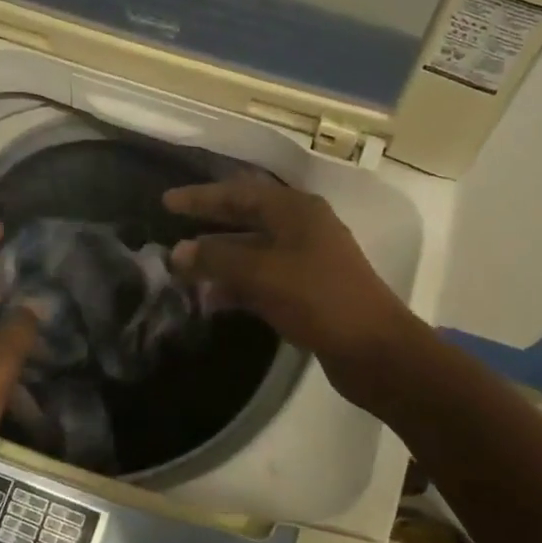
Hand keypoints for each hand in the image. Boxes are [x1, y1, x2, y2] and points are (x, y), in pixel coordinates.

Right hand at [163, 176, 420, 403]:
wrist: (374, 349)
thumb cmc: (318, 298)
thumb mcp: (262, 273)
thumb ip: (217, 259)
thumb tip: (178, 252)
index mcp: (296, 210)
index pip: (239, 192)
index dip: (201, 197)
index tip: (167, 202)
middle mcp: (301, 228)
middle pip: (246, 218)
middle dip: (209, 225)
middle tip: (171, 228)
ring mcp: (306, 260)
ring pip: (252, 251)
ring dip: (220, 259)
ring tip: (183, 270)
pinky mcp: (306, 291)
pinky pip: (262, 279)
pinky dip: (237, 285)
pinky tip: (211, 300)